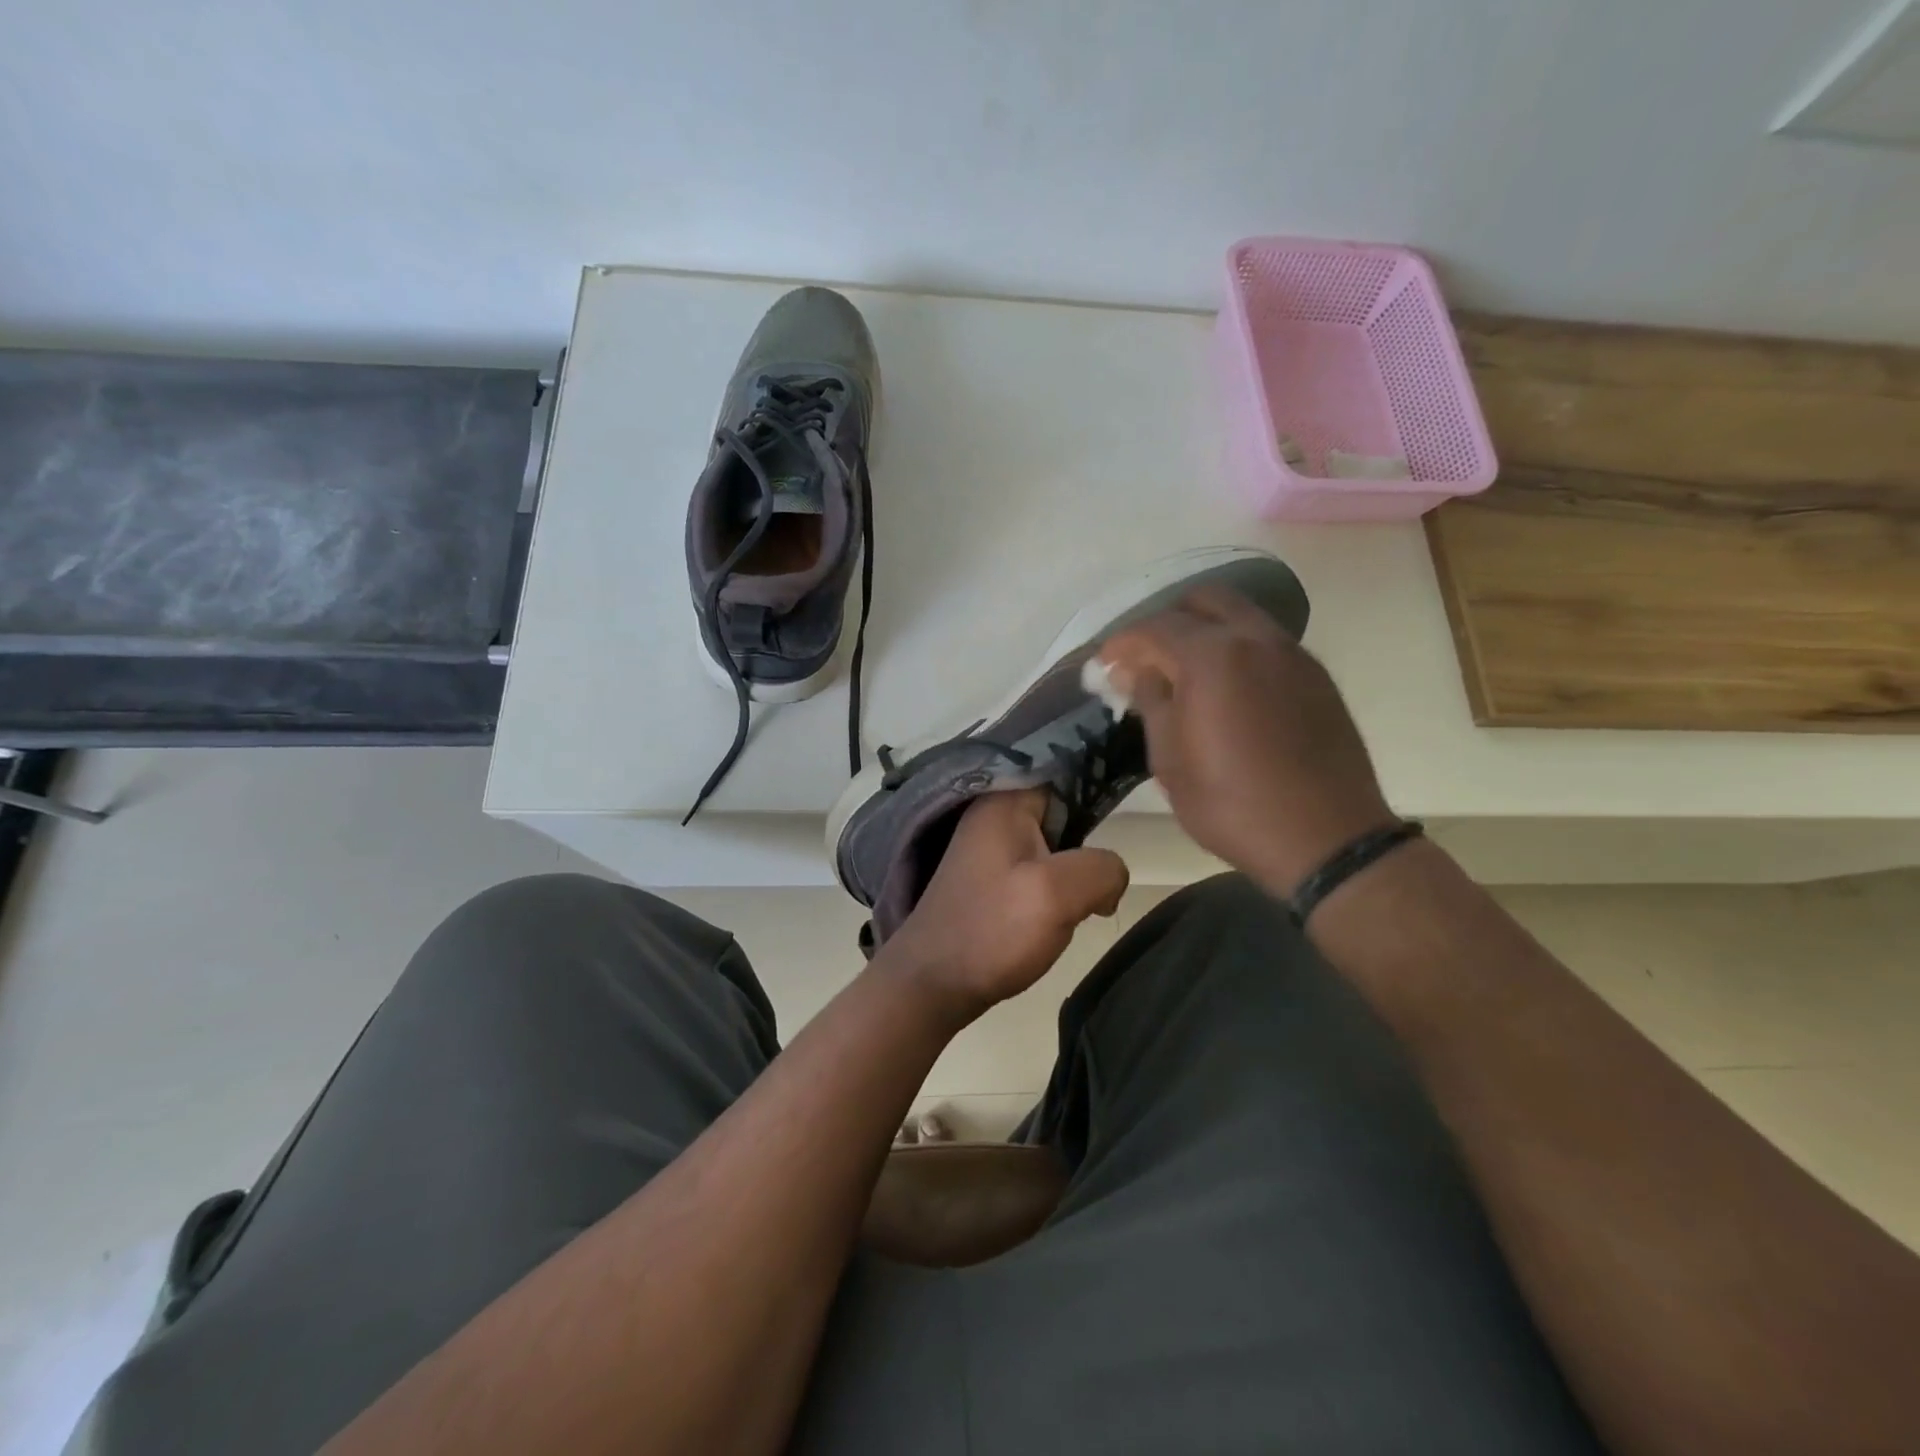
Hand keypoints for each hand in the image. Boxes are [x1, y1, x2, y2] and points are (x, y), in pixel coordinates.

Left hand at [884, 789, 1128, 1023]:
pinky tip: (1068, 911)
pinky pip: (1040, 864)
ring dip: (1076, 866)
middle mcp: (993, 813)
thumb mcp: (1057, 893)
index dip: (1098, 780)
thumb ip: (1101, 868)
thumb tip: (1110, 878)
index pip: (1063, 766)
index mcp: (1004, 801)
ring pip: (1056, 839)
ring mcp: (990, 846)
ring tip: (1090, 898)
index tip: (1128, 800)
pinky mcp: (992, 877)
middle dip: (1089, 836)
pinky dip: (1059, 884)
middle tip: (1104, 872)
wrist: (932, 985)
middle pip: (1063, 805)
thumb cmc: (991, 930)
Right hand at [1099, 584, 1395, 896]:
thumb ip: (1151, 704)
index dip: (1121, 643)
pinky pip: (1266, 640)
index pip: (1154, 628)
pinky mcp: (1315, 675)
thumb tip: (1136, 673)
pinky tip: (1225, 687)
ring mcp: (1292, 654)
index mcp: (1212, 658)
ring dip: (1204, 630)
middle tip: (1145, 657)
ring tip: (1183, 670)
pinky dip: (1236, 647)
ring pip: (1240, 615)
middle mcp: (1255, 639)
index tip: (1103, 665)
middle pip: (1203, 600)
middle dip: (1166, 620)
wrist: (1326, 838)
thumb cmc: (1233, 806)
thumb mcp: (1171, 763)